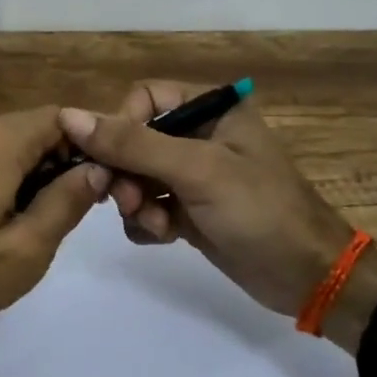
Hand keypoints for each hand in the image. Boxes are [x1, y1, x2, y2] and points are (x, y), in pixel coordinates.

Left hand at [0, 107, 108, 345]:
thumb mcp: (23, 251)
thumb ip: (67, 203)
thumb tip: (98, 169)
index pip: (64, 118)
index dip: (92, 145)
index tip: (106, 184)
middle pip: (34, 130)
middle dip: (60, 166)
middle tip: (69, 217)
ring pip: (6, 146)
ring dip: (30, 177)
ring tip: (28, 229)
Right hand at [59, 81, 352, 315]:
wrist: (308, 277)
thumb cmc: (259, 210)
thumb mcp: (197, 170)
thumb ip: (133, 144)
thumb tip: (69, 116)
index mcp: (211, 108)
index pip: (144, 99)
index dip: (122, 126)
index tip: (114, 162)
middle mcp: (200, 135)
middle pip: (134, 140)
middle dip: (126, 173)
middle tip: (127, 201)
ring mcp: (194, 175)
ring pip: (136, 177)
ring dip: (135, 202)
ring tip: (157, 224)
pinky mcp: (190, 210)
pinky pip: (148, 206)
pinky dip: (147, 222)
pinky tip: (165, 237)